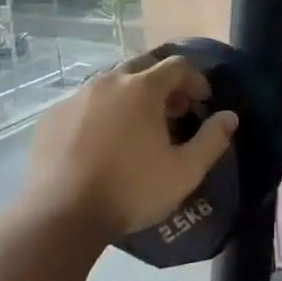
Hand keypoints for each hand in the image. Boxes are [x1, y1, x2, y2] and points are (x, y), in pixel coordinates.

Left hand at [26, 51, 237, 241]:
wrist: (61, 215)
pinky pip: (84, 104)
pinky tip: (101, 142)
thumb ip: (212, 140)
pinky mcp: (52, 117)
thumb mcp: (184, 172)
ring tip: (137, 128)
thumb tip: (229, 117)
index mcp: (143, 88)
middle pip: (143, 67)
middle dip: (164, 84)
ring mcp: (76, 97)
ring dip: (131, 96)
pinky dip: (101, 113)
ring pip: (111, 84)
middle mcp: (108, 81)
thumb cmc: (131, 190)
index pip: (178, 65)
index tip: (203, 102)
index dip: (195, 80)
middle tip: (173, 111)